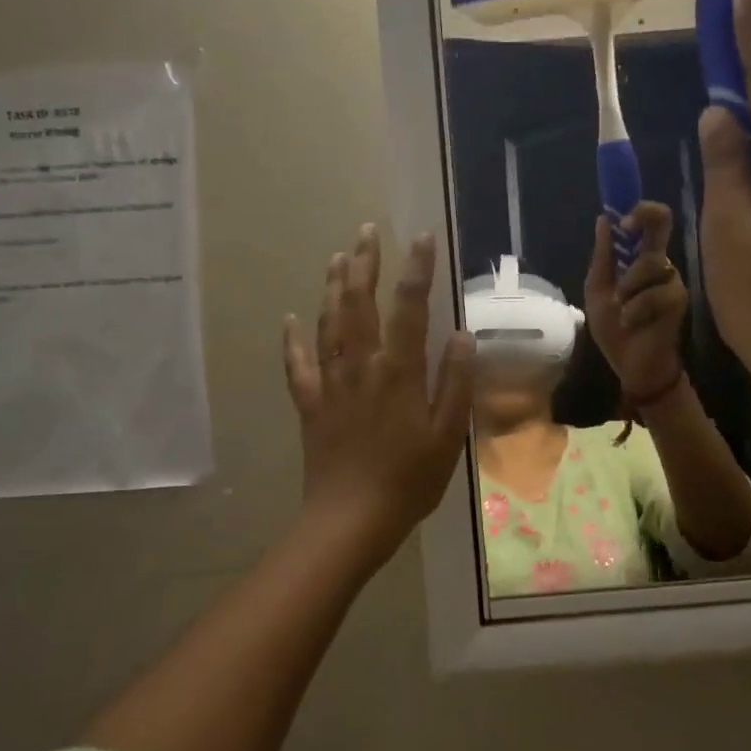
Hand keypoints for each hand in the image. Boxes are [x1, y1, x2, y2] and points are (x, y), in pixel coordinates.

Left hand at [282, 226, 474, 568]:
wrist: (351, 520)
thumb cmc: (408, 480)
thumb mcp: (447, 436)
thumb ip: (455, 383)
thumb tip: (460, 335)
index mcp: (398, 372)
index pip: (409, 308)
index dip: (415, 270)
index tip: (420, 237)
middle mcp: (361, 367)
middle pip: (359, 304)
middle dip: (364, 264)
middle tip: (366, 231)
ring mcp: (331, 384)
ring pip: (328, 325)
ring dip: (333, 288)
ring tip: (338, 257)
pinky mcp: (311, 404)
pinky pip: (298, 365)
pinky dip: (293, 340)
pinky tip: (290, 319)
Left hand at [585, 201, 686, 400]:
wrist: (631, 366)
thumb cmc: (614, 329)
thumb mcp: (598, 292)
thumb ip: (603, 258)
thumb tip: (603, 219)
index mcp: (638, 258)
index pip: (648, 222)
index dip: (638, 208)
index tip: (620, 215)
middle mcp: (659, 263)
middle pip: (662, 222)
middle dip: (644, 217)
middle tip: (627, 227)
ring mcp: (671, 280)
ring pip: (651, 263)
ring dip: (628, 286)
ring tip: (621, 308)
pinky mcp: (679, 300)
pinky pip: (656, 293)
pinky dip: (636, 310)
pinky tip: (631, 323)